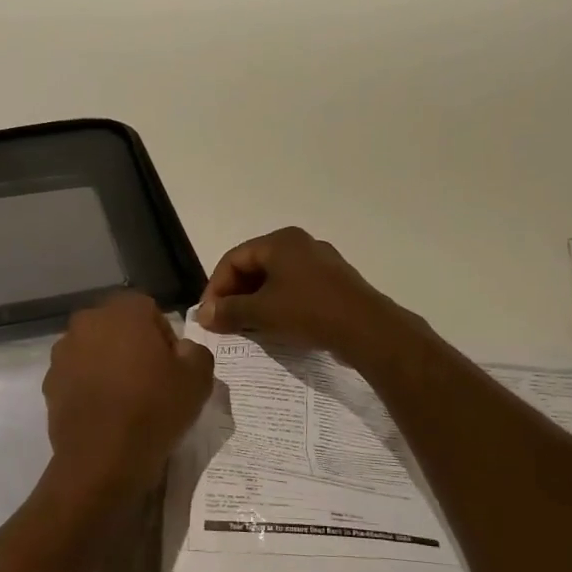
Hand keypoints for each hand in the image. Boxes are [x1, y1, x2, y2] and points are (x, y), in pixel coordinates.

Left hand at [42, 293, 215, 505]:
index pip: (150, 312)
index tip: (172, 368)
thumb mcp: (199, 378)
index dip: (164, 339)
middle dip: (133, 347)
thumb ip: (195, 351)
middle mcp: (87, 321)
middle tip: (151, 382)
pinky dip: (89, 387)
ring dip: (108, 365)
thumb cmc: (155, 408)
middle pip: (118, 328)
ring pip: (94, 351)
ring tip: (125, 400)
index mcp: (124, 309)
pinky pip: (77, 376)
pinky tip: (104, 413)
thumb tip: (181, 350)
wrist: (103, 458)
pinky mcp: (49, 382)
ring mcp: (63, 352)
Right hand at [195, 227, 419, 368]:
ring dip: (255, 302)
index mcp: (280, 241)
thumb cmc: (309, 312)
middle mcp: (300, 244)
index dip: (215, 287)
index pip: (233, 259)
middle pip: (254, 266)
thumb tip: (203, 315)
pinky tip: (275, 326)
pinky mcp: (334, 282)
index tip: (209, 315)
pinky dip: (278, 304)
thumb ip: (228, 311)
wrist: (368, 330)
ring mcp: (321, 262)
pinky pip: (295, 288)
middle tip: (224, 322)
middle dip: (235, 295)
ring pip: (275, 279)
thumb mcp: (262, 313)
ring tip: (246, 327)